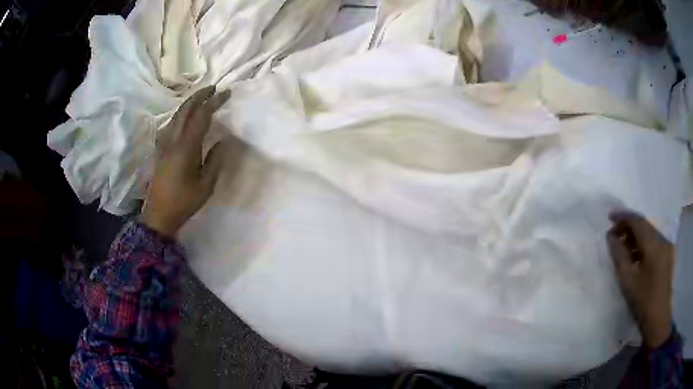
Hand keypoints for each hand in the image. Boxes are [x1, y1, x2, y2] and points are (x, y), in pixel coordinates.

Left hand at [142, 86, 230, 236]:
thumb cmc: (183, 202)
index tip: (227, 93)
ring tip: (202, 98)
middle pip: (185, 109)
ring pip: (177, 115)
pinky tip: (186, 117)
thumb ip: (215, 160)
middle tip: (214, 89)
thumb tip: (224, 141)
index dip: (214, 102)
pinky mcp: (160, 149)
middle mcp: (173, 140)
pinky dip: (181, 114)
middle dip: (200, 95)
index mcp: (186, 148)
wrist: (158, 215)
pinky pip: (171, 124)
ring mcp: (164, 143)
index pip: (201, 116)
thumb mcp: (205, 186)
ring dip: (190, 102)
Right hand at [607, 211, 674, 348]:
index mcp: (654, 243)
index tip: (609, 217)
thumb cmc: (643, 300)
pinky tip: (636, 255)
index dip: (623, 216)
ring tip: (623, 246)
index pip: (637, 220)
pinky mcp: (668, 254)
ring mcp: (667, 246)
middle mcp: (663, 238)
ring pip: (649, 232)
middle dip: (629, 226)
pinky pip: (654, 241)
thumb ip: (619, 254)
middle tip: (615, 234)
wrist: (658, 319)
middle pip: (644, 224)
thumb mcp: (627, 280)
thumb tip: (611, 236)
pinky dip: (644, 243)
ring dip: (636, 235)